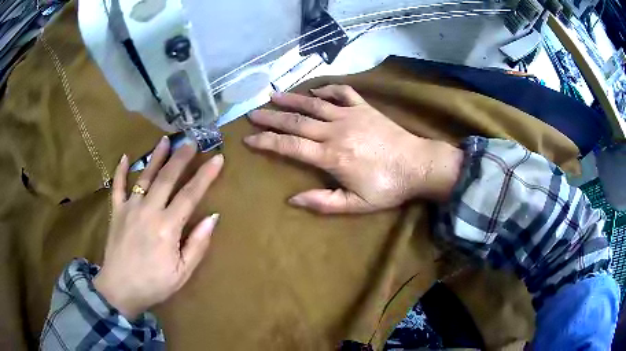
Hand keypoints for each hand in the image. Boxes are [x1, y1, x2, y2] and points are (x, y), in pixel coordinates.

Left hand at [94, 137, 223, 319]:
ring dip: (156, 157)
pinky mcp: (116, 211)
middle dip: (181, 158)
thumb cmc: (154, 284)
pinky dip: (120, 170)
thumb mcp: (182, 272)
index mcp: (167, 227)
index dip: (205, 176)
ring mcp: (129, 208)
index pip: (190, 195)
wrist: (120, 290)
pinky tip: (126, 157)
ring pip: (144, 176)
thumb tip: (213, 217)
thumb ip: (197, 244)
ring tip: (166, 140)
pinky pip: (118, 186)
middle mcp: (148, 211)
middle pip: (167, 178)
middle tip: (191, 141)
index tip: (217, 159)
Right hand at [244, 85, 462, 213]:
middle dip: (271, 117)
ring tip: (272, 95)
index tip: (248, 138)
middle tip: (253, 113)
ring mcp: (350, 115)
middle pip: (296, 121)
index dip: (267, 141)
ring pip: (314, 103)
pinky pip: (342, 92)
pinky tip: (315, 90)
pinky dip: (327, 88)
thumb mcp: (357, 205)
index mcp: (331, 156)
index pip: (290, 145)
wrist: (419, 165)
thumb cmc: (388, 187)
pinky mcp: (364, 108)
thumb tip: (292, 199)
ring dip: (291, 99)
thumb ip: (323, 203)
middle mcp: (336, 131)